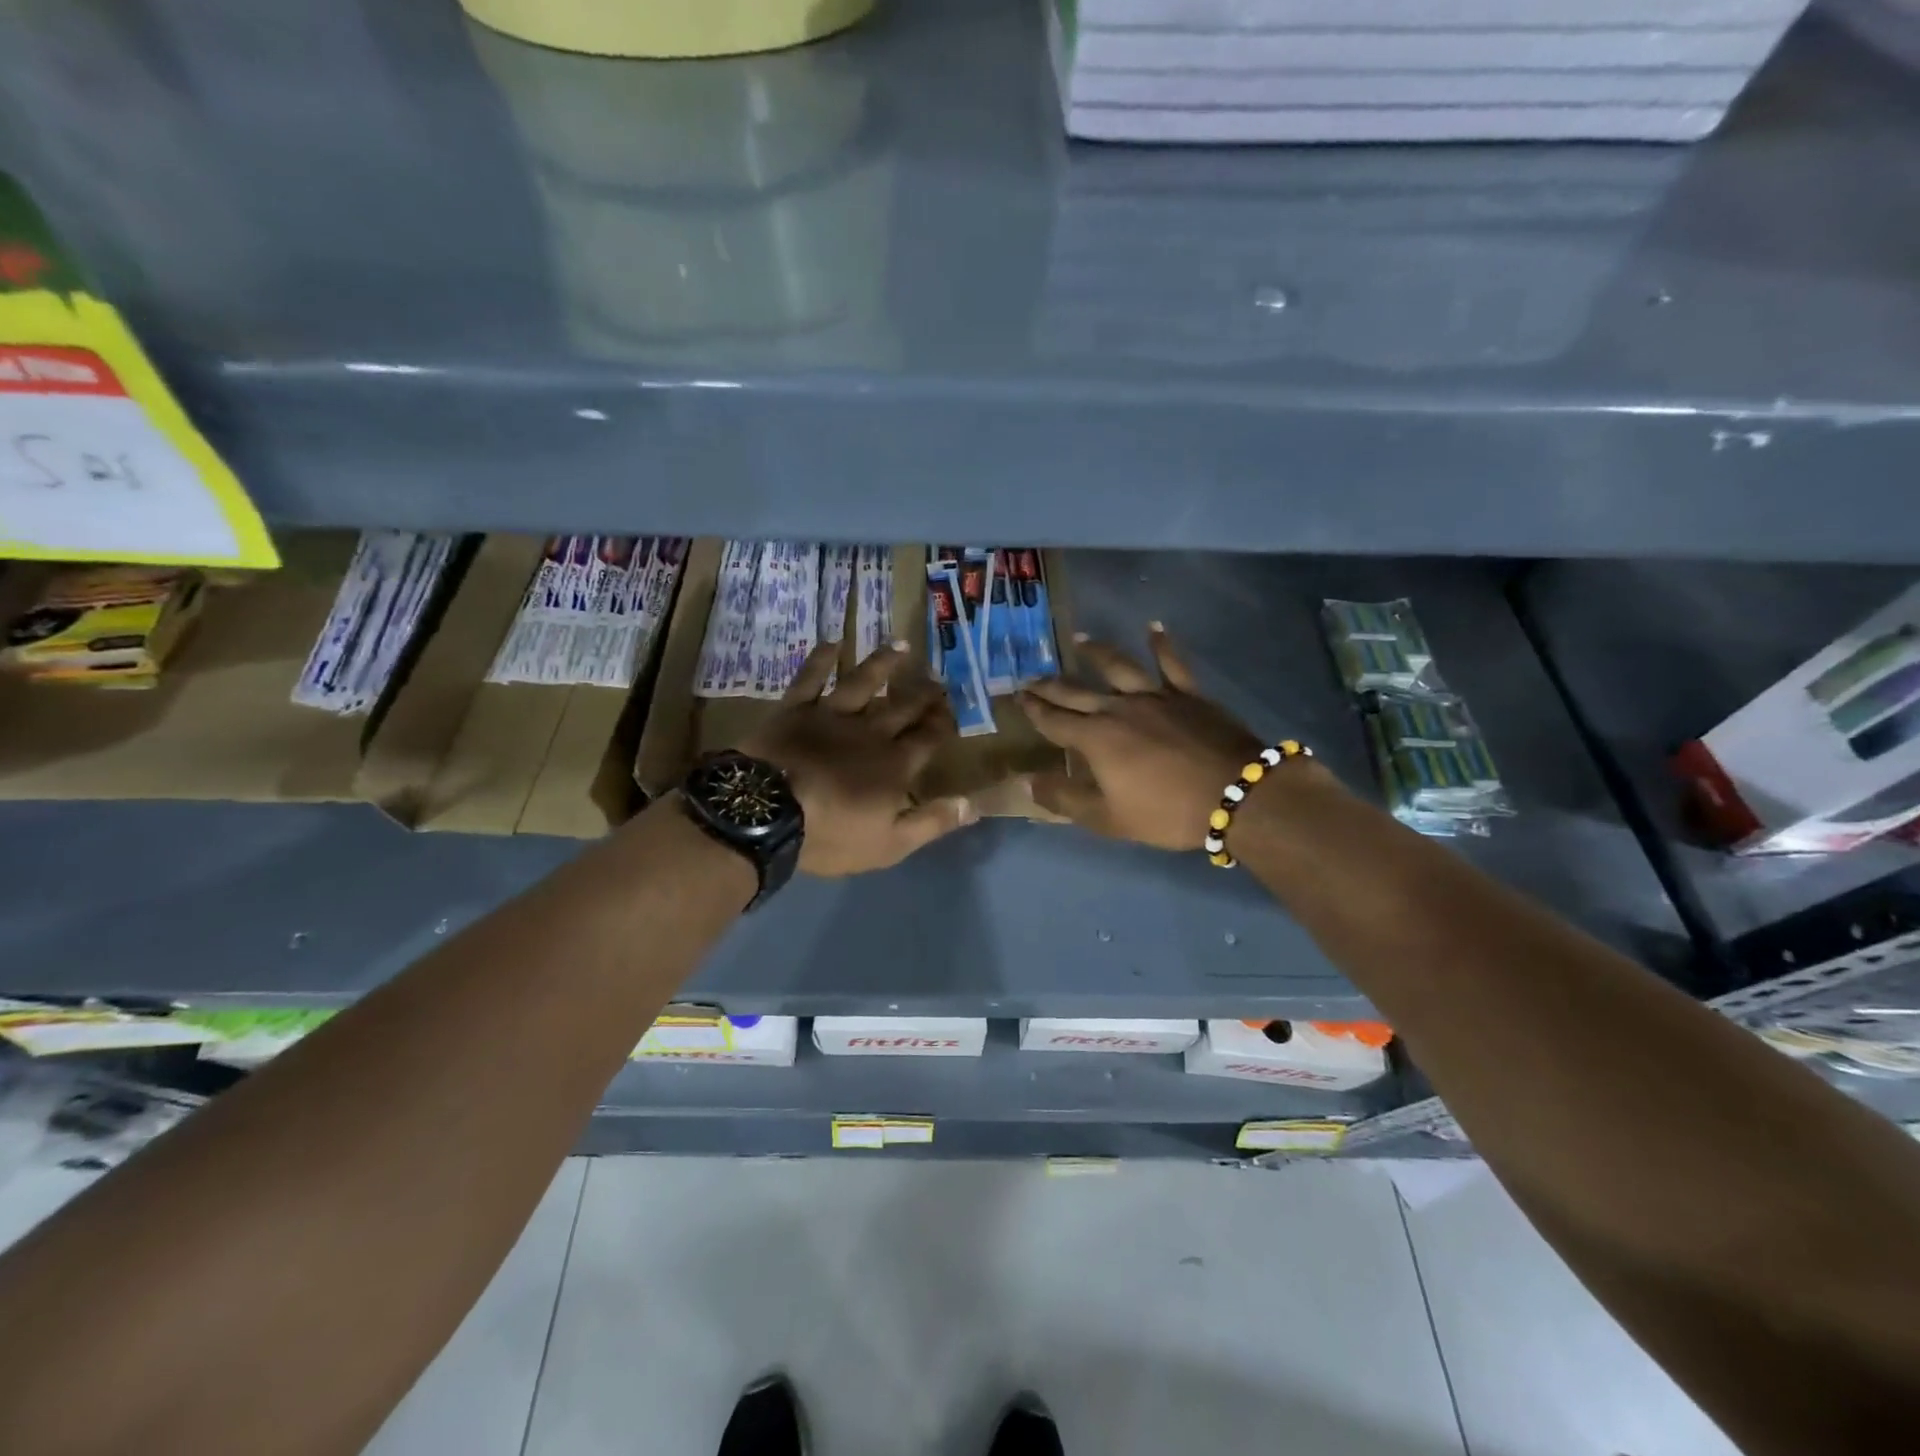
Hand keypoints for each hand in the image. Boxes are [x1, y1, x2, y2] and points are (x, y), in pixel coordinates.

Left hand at [740, 640, 976, 876]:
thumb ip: (932, 822)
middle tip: (938, 680)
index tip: (953, 712)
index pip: (928, 739)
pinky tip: (832, 643)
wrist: (767, 813)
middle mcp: (870, 732)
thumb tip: (973, 804)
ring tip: (902, 646)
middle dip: (924, 695)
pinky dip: (821, 659)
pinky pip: (811, 677)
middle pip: (903, 708)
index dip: (943, 725)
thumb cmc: (830, 834)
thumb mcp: (890, 843)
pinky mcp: (796, 709)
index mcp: (894, 765)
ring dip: (884, 663)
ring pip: (864, 682)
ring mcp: (832, 715)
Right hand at [1017, 625, 1269, 851]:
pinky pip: (1172, 663)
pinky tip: (1154, 627)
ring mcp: (1155, 696)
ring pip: (1118, 666)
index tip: (1018, 696)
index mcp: (1096, 738)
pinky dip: (1162, 644)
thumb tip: (1024, 783)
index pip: (1054, 721)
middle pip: (1077, 692)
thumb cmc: (1166, 811)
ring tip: (1080, 640)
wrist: (1235, 794)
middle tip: (1032, 676)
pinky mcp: (1187, 694)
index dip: (1034, 710)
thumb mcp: (1108, 817)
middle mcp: (1118, 708)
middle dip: (1051, 685)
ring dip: (1097, 652)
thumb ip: (1064, 799)